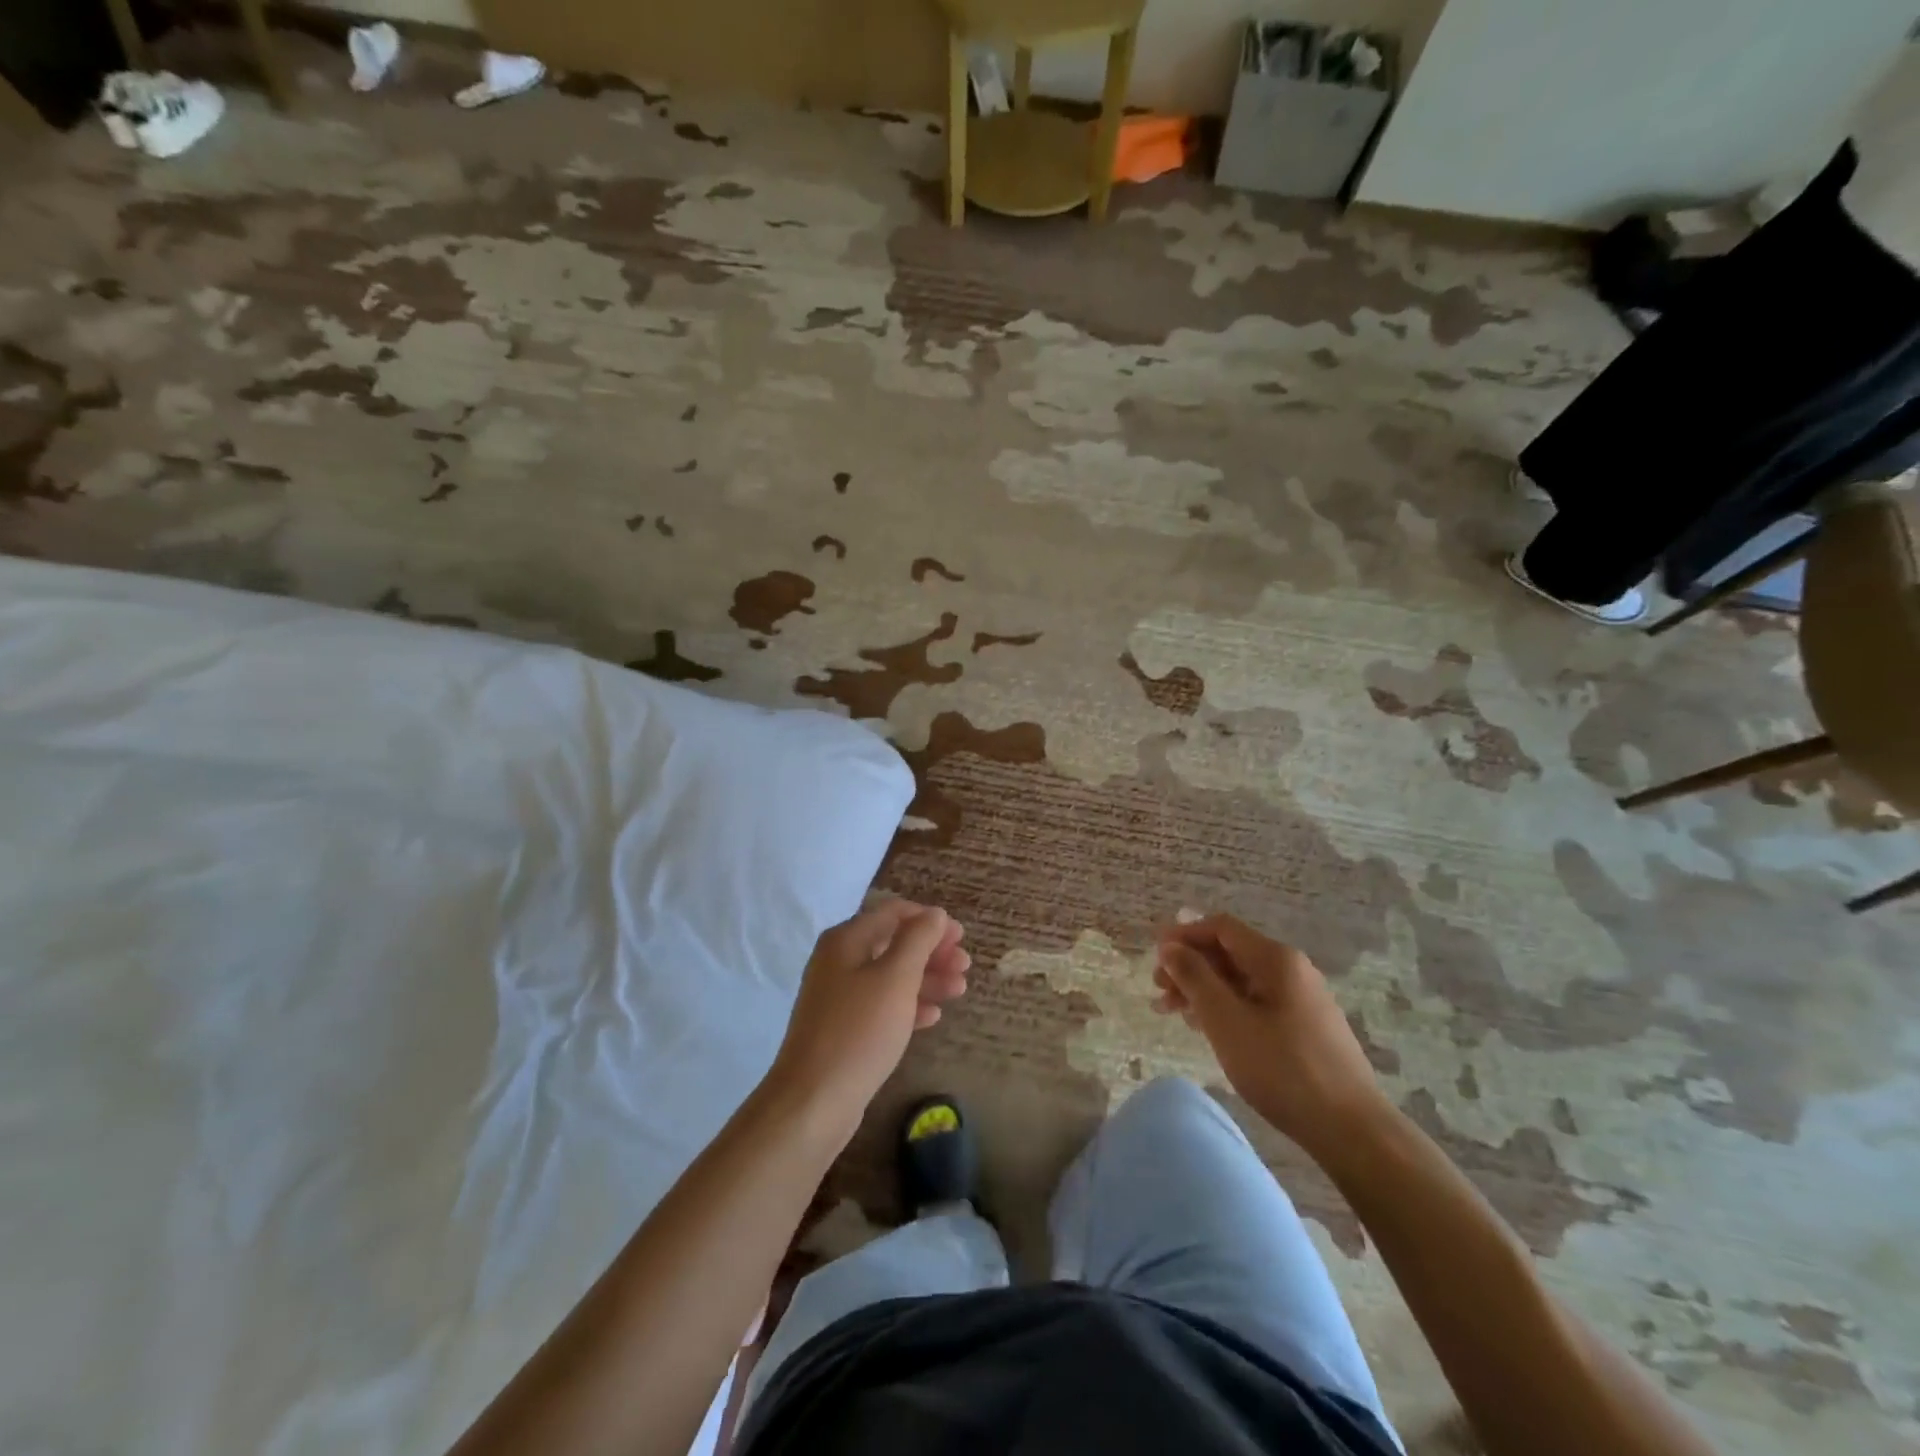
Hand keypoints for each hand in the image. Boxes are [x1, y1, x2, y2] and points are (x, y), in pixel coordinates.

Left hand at [768, 901, 968, 1136]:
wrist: (813, 1101)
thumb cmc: (859, 1031)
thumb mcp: (895, 978)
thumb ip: (918, 940)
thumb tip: (934, 913)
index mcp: (846, 940)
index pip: (893, 913)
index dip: (929, 920)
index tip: (961, 936)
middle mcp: (839, 961)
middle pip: (894, 943)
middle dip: (932, 952)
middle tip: (965, 966)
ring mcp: (839, 996)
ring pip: (891, 976)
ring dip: (927, 979)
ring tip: (959, 990)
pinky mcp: (844, 1028)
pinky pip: (882, 1006)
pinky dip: (909, 1005)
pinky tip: (933, 1017)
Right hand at [1153, 914, 1385, 1155]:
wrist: (1351, 1129)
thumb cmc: (1281, 1068)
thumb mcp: (1226, 1020)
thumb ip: (1194, 977)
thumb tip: (1170, 946)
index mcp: (1275, 959)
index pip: (1221, 928)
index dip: (1183, 935)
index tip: (1154, 956)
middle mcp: (1291, 969)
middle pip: (1230, 953)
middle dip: (1190, 965)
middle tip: (1159, 990)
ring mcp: (1302, 999)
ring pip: (1241, 980)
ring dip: (1203, 989)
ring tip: (1173, 1012)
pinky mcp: (1305, 1027)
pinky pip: (1256, 1002)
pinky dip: (1226, 1007)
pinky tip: (1207, 1027)